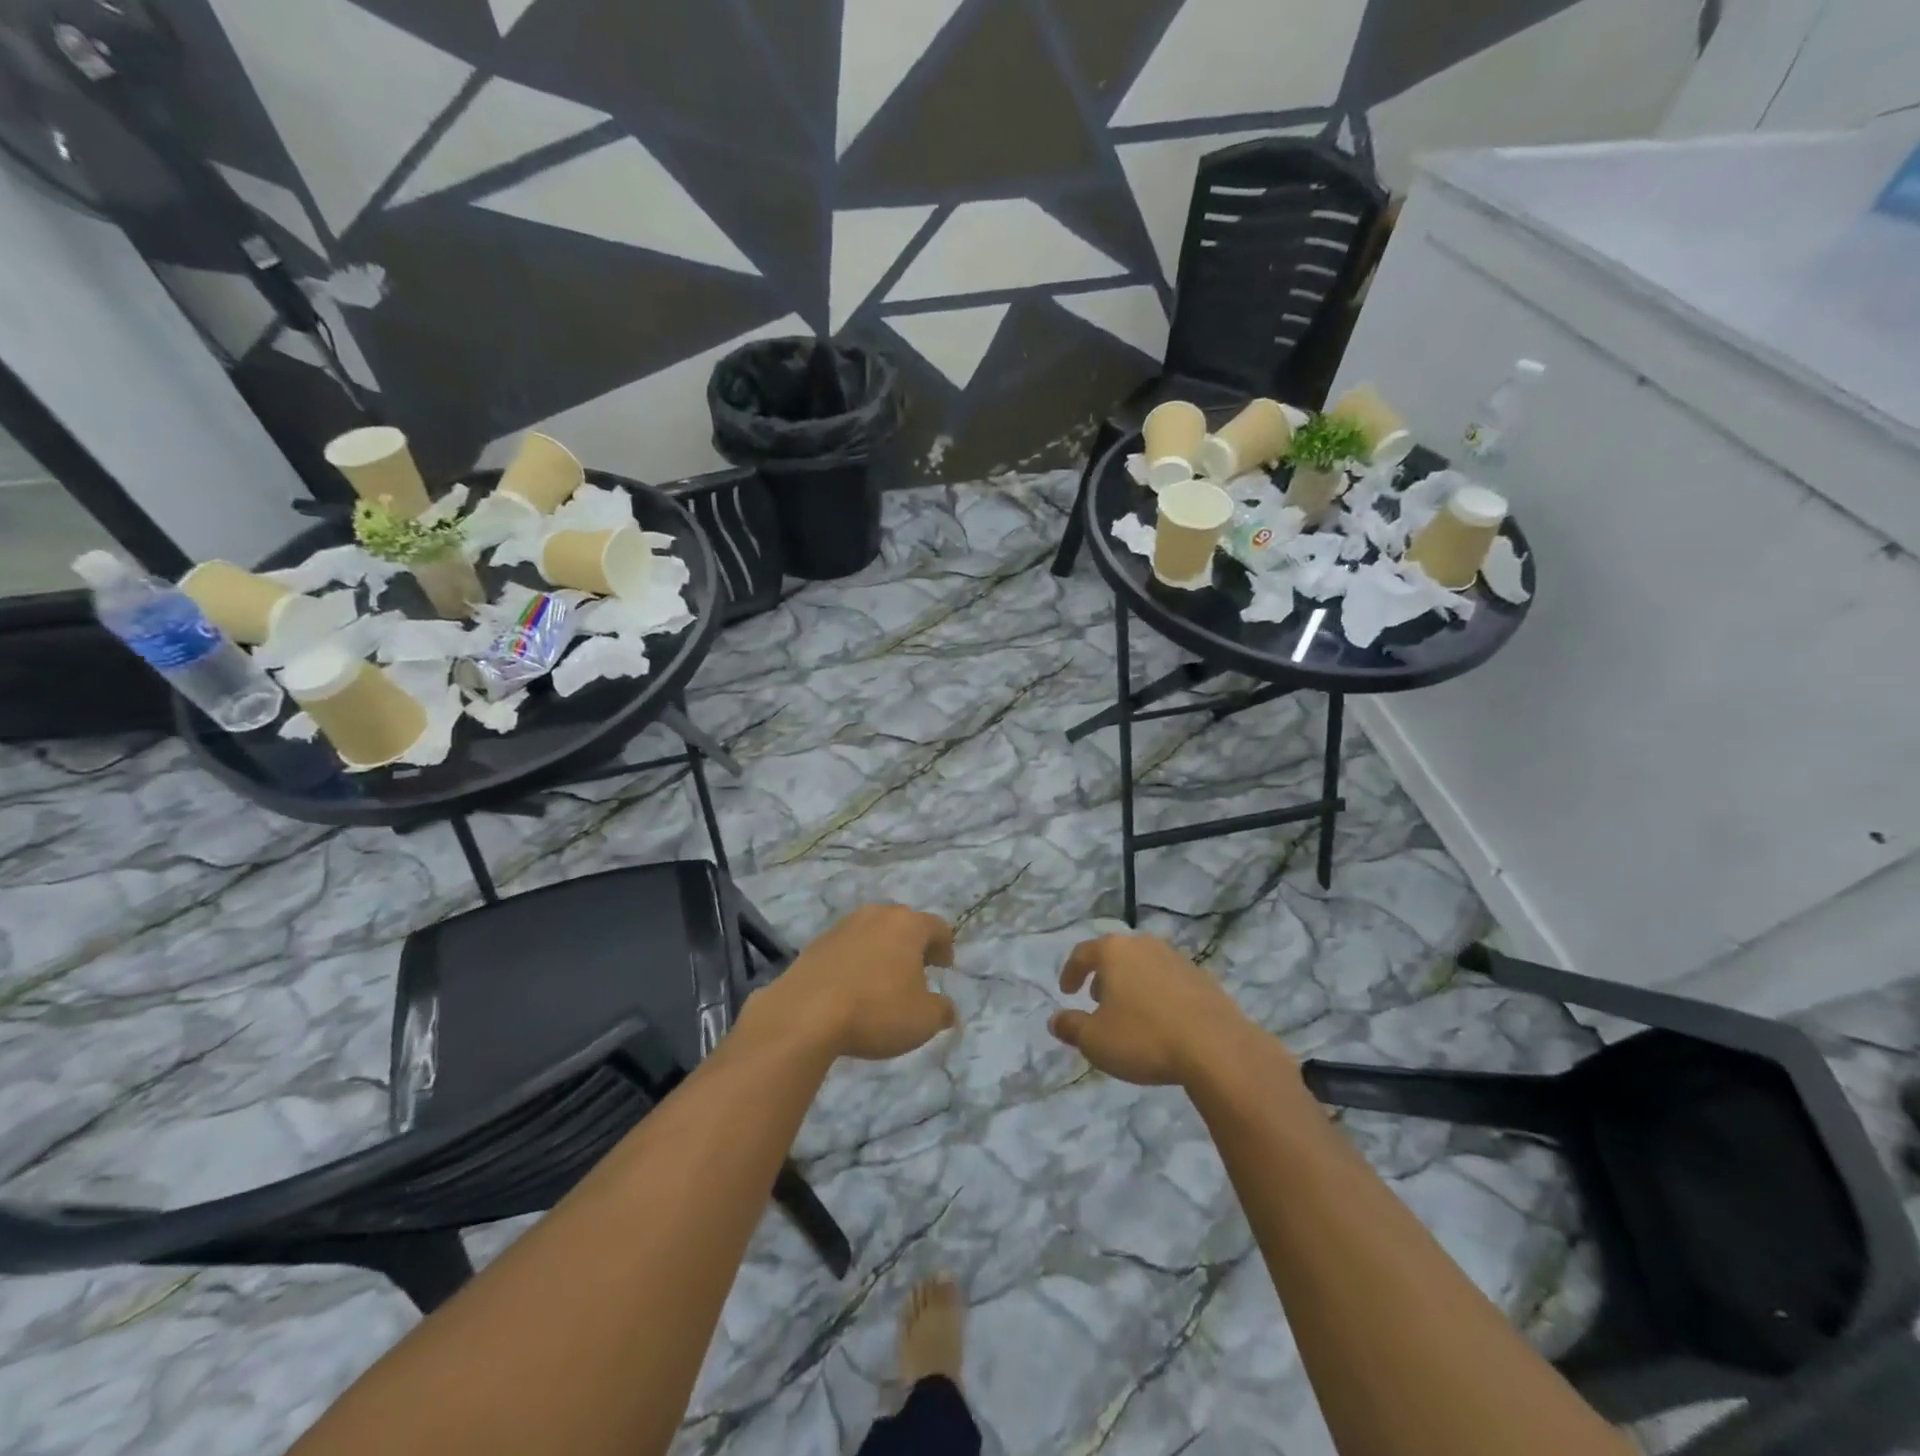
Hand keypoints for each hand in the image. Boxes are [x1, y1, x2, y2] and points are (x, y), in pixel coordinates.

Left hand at [754, 905, 957, 1061]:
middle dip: (913, 945)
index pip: (937, 927)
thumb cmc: (876, 1011)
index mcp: (908, 925)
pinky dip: (856, 961)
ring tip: (883, 981)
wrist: (805, 1014)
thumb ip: (942, 1011)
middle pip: (903, 924)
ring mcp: (843, 926)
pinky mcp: (816, 943)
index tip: (945, 966)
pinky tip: (853, 988)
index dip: (945, 946)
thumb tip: (946, 1008)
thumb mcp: (923, 1020)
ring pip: (873, 933)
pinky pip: (847, 948)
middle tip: (917, 970)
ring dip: (882, 951)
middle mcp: (877, 915)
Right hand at [1049, 934, 1266, 1085]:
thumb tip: (1055, 1020)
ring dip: (1131, 984)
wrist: (1216, 1047)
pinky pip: (1169, 980)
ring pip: (1144, 965)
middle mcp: (1144, 945)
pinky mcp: (1203, 978)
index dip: (1070, 972)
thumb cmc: (1144, 1037)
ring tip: (1129, 1011)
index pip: (1082, 953)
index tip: (1067, 992)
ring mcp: (1176, 958)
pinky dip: (1157, 994)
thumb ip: (1071, 1027)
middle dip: (1103, 976)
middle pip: (1115, 954)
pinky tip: (1161, 1020)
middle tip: (1097, 1000)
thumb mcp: (1095, 1041)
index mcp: (1114, 951)